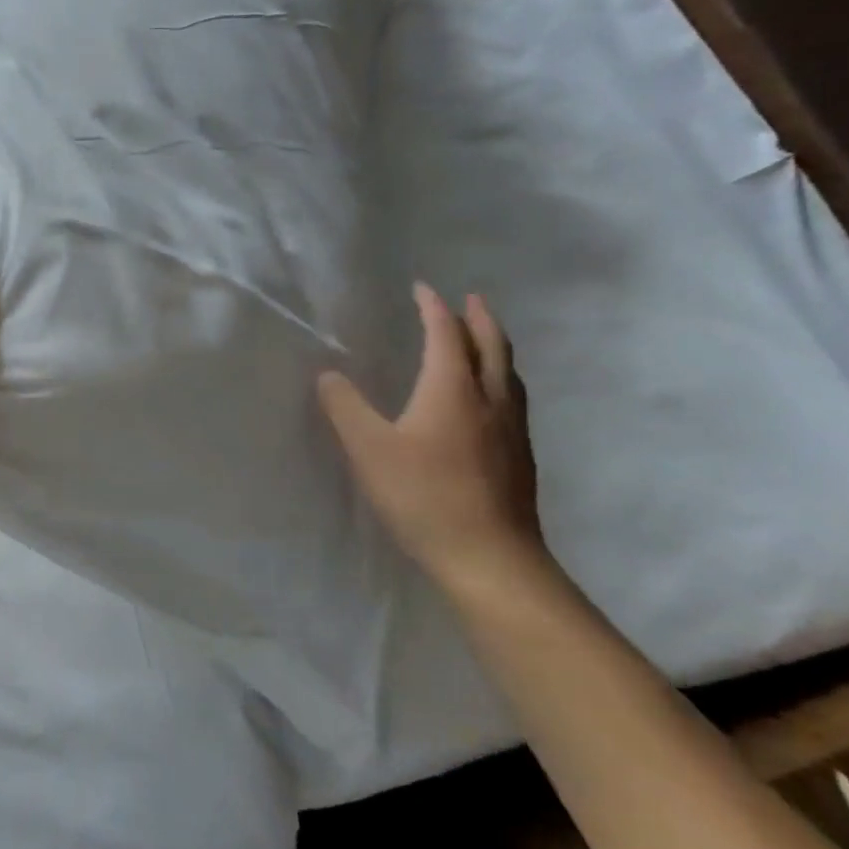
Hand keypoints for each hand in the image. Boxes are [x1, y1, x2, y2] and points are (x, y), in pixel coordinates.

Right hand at [318, 282, 546, 597]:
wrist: (491, 559)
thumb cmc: (425, 495)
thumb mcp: (369, 449)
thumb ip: (345, 407)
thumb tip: (328, 375)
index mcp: (453, 388)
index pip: (446, 334)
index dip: (433, 307)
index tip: (422, 288)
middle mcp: (489, 399)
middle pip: (491, 346)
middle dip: (480, 318)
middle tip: (471, 298)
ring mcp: (511, 430)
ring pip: (508, 374)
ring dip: (495, 347)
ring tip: (484, 340)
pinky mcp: (520, 458)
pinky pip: (512, 399)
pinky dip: (500, 378)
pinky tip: (490, 400)